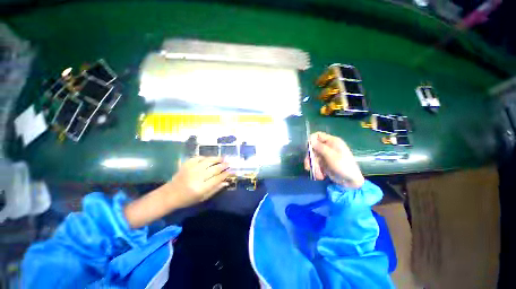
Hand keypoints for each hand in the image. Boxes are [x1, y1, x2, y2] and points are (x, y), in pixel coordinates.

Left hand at [124, 156, 230, 227]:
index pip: (217, 178)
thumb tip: (226, 182)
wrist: (170, 194)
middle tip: (229, 163)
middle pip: (214, 168)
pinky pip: (198, 158)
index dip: (226, 174)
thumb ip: (215, 189)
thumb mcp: (203, 198)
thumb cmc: (187, 199)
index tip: (232, 171)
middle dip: (223, 165)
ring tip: (223, 158)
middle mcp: (196, 177)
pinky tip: (210, 158)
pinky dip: (205, 157)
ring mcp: (191, 169)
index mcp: (201, 188)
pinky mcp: (186, 164)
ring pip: (208, 161)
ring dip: (217, 158)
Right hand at [304, 132, 364, 187]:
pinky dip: (316, 170)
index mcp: (332, 142)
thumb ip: (320, 147)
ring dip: (313, 166)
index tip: (308, 149)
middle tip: (308, 166)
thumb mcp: (331, 156)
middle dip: (310, 158)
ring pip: (313, 157)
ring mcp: (325, 155)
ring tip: (318, 174)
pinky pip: (315, 164)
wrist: (351, 182)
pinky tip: (321, 175)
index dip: (311, 140)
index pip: (318, 135)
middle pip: (313, 148)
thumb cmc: (344, 166)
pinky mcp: (323, 163)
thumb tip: (310, 139)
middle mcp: (327, 147)